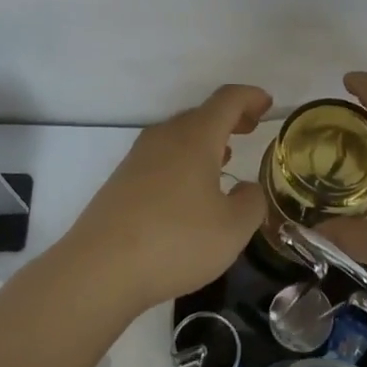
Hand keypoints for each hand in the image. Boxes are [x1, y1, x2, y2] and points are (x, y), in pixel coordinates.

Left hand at [61, 83, 272, 311]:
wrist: (100, 269)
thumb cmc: (176, 241)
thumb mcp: (233, 229)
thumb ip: (251, 202)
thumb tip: (247, 188)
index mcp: (195, 137)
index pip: (227, 100)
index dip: (250, 97)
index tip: (267, 104)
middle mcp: (165, 137)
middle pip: (201, 114)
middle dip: (229, 118)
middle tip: (250, 129)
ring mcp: (138, 157)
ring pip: (179, 135)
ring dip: (205, 139)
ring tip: (224, 157)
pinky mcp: (122, 180)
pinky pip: (162, 156)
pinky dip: (184, 159)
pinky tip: (189, 188)